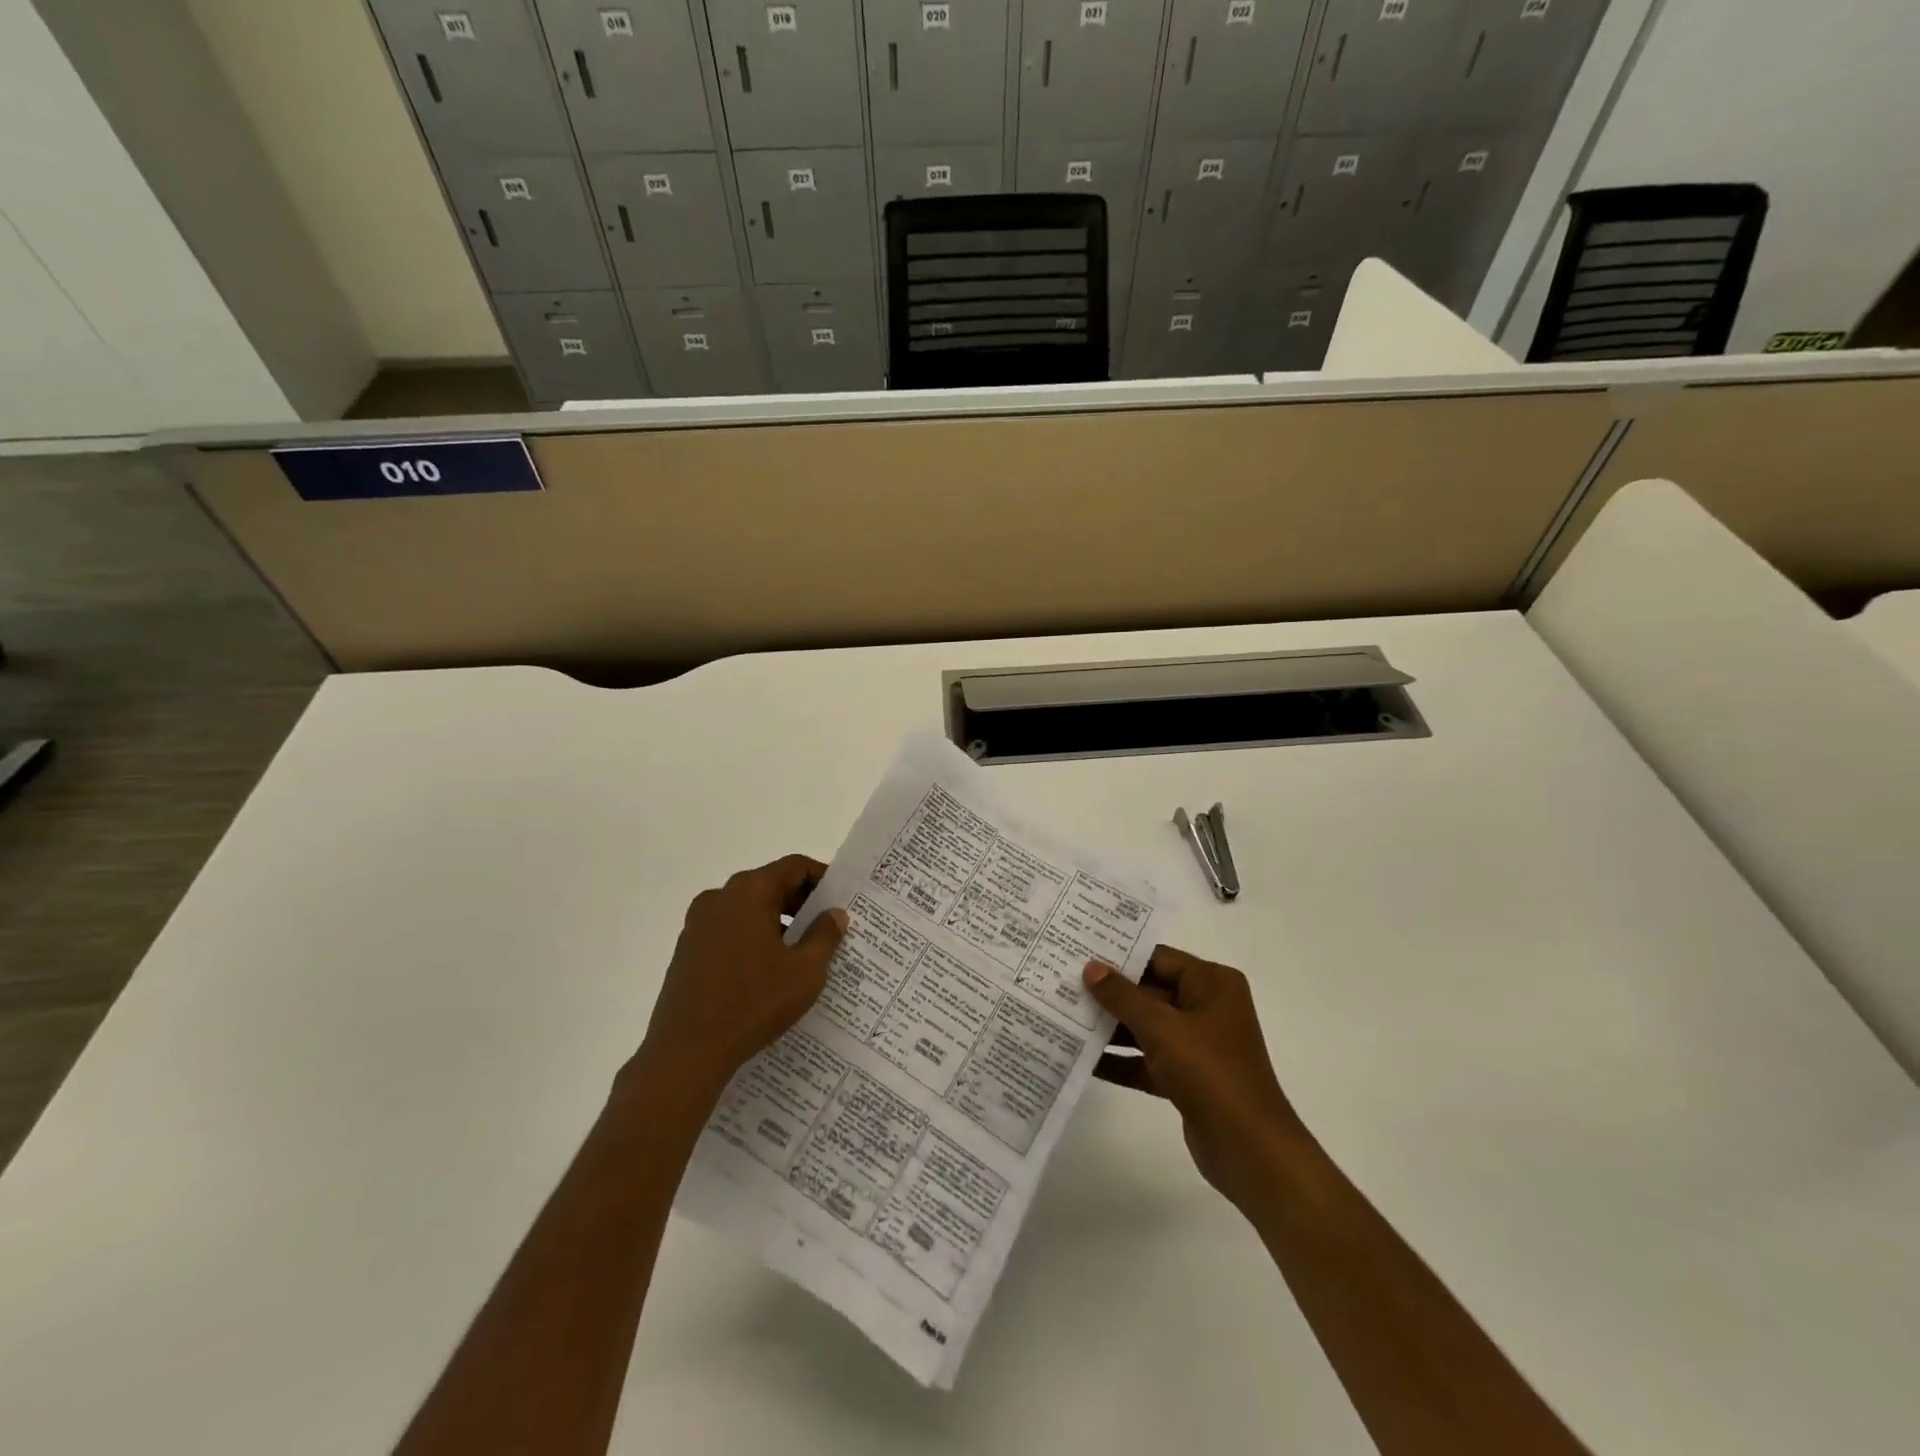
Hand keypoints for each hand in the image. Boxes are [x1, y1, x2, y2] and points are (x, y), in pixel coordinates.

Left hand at [631, 855, 847, 1101]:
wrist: (686, 1053)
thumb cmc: (753, 1003)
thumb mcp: (805, 971)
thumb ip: (825, 935)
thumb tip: (834, 914)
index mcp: (748, 892)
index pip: (794, 867)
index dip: (823, 878)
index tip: (843, 900)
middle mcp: (719, 898)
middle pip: (770, 885)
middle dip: (802, 904)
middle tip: (830, 928)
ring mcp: (698, 925)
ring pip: (749, 910)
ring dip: (778, 924)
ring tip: (803, 953)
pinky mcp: (687, 951)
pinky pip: (730, 932)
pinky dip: (754, 940)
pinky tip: (769, 972)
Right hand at [1083, 947, 1301, 1211]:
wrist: (1250, 1150)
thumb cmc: (1209, 1072)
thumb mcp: (1161, 1027)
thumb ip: (1122, 996)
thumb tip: (1090, 968)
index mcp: (1212, 983)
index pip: (1157, 958)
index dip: (1118, 956)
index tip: (1078, 952)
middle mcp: (1207, 1007)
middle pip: (1149, 992)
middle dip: (1109, 994)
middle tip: (1062, 984)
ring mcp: (1198, 1044)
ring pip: (1146, 1027)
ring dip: (1110, 1028)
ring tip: (1064, 1018)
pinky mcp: (1188, 1078)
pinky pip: (1148, 1059)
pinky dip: (1121, 1060)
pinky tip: (1083, 1061)